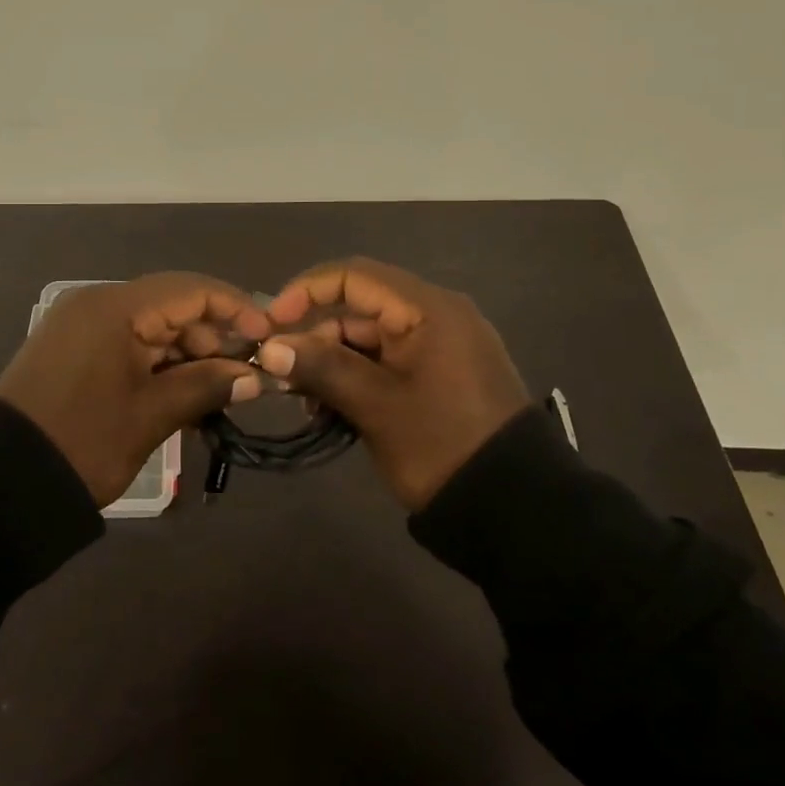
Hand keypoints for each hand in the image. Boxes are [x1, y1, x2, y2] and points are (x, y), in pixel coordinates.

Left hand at [0, 273, 273, 506]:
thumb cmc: (83, 442)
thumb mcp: (151, 415)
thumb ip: (206, 385)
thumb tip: (254, 376)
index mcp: (115, 307)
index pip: (190, 290)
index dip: (235, 308)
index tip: (269, 337)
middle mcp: (97, 302)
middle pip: (171, 305)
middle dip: (212, 336)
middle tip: (245, 374)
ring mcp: (81, 324)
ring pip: (151, 325)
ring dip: (187, 352)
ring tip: (218, 389)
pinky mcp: (73, 347)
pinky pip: (128, 341)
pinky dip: (158, 362)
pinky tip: (182, 390)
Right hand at [254, 257, 531, 509]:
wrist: (516, 509)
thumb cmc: (442, 446)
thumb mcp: (376, 406)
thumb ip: (322, 368)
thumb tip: (268, 348)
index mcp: (428, 309)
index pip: (353, 276)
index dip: (306, 292)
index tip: (272, 324)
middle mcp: (435, 315)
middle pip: (358, 308)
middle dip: (315, 337)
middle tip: (281, 375)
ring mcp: (441, 346)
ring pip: (369, 338)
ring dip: (332, 362)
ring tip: (306, 401)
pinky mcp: (441, 374)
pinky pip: (387, 361)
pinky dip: (357, 377)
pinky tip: (332, 409)